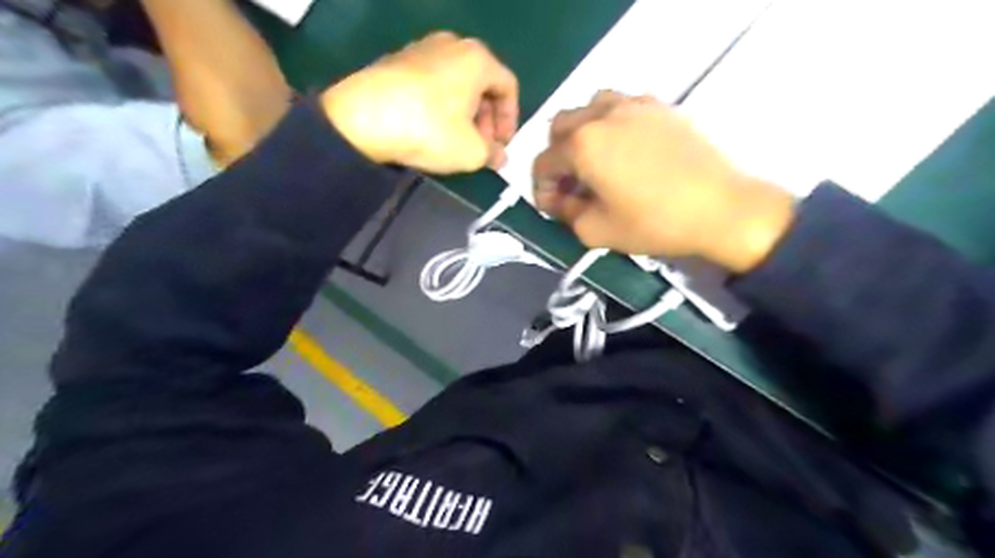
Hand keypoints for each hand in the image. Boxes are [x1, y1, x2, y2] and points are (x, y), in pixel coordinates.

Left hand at [321, 31, 519, 174]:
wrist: (363, 119)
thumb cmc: (430, 130)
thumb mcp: (472, 152)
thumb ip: (493, 154)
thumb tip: (499, 157)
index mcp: (477, 58)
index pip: (508, 87)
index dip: (510, 120)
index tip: (501, 146)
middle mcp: (451, 44)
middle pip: (481, 83)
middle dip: (486, 119)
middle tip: (481, 146)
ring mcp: (420, 49)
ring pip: (456, 83)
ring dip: (464, 113)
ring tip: (457, 141)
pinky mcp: (396, 61)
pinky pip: (432, 83)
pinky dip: (440, 105)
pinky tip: (431, 129)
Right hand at [532, 89, 797, 271]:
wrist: (721, 209)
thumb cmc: (654, 223)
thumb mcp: (596, 231)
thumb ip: (566, 213)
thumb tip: (560, 200)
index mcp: (582, 144)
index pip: (542, 162)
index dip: (542, 189)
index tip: (555, 208)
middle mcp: (602, 114)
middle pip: (560, 127)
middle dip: (558, 156)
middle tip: (573, 183)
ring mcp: (634, 104)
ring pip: (590, 109)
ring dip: (582, 134)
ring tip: (597, 162)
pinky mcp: (661, 107)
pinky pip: (622, 106)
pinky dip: (612, 125)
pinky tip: (627, 150)